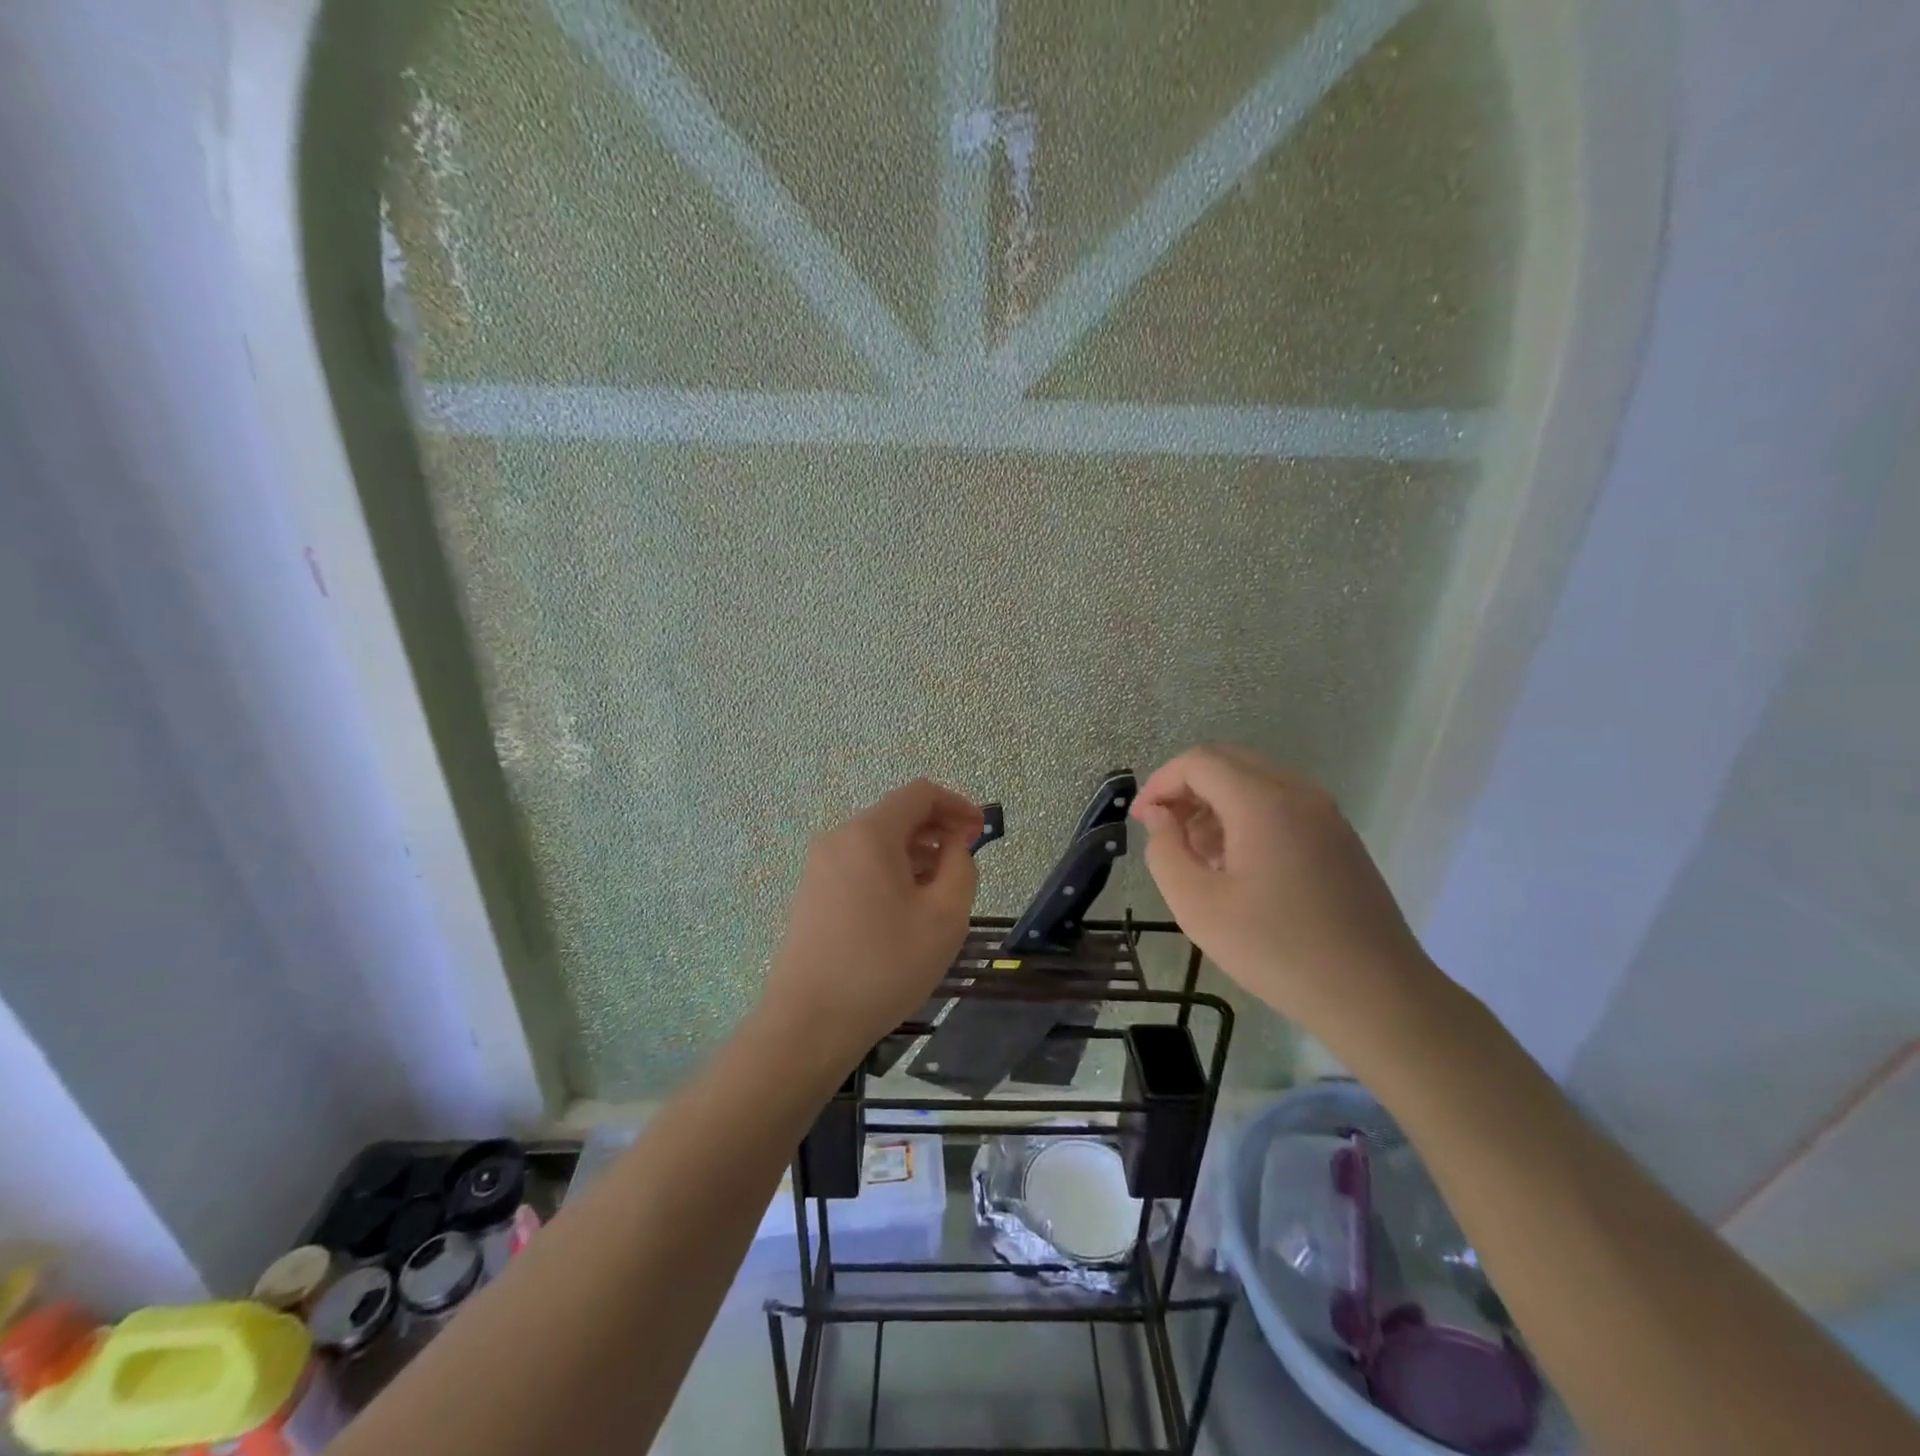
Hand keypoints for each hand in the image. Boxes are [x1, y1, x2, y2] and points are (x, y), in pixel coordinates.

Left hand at [761, 780, 982, 1071]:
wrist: (810, 1022)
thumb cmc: (885, 965)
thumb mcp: (944, 916)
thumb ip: (961, 868)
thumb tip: (955, 846)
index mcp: (869, 834)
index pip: (920, 794)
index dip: (957, 805)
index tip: (981, 833)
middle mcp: (839, 839)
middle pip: (897, 816)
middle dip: (938, 831)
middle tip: (967, 862)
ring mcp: (820, 866)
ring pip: (879, 843)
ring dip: (916, 854)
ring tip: (941, 890)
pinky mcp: (813, 893)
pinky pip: (860, 865)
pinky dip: (891, 872)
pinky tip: (907, 908)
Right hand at [1131, 745, 1441, 1046]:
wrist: (1377, 996)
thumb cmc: (1277, 949)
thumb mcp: (1198, 905)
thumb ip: (1165, 851)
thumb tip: (1160, 817)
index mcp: (1263, 801)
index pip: (1199, 762)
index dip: (1161, 783)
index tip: (1142, 821)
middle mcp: (1298, 793)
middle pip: (1228, 763)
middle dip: (1186, 789)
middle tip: (1164, 832)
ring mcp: (1325, 814)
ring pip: (1255, 782)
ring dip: (1215, 804)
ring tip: (1196, 855)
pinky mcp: (1339, 838)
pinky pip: (1281, 805)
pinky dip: (1246, 818)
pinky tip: (1237, 866)